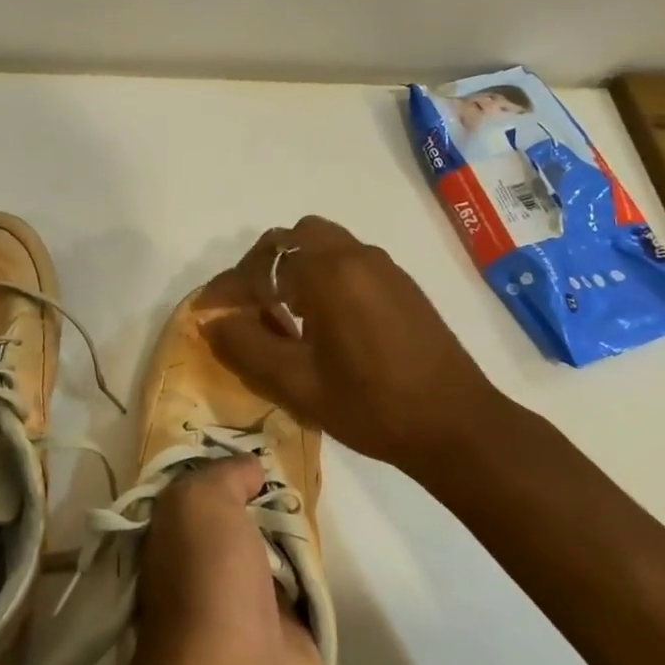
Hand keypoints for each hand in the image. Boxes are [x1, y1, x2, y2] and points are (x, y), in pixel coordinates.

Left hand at [126, 456, 325, 664]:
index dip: (227, 465)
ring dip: (298, 528)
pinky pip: (307, 585)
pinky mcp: (290, 633)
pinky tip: (335, 541)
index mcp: (176, 535)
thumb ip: (224, 476)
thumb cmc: (208, 584)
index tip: (261, 441)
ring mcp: (250, 600)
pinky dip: (319, 568)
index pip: (201, 488)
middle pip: (244, 514)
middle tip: (304, 463)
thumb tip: (251, 468)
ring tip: (326, 490)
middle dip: (270, 493)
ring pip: (277, 547)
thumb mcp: (202, 504)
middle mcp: (207, 562)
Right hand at [202, 216, 513, 472]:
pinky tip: (322, 321)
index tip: (207, 313)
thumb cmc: (371, 406)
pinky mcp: (402, 284)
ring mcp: (384, 267)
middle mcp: (356, 256)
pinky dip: (322, 276)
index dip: (227, 289)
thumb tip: (213, 321)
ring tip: (284, 315)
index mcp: (328, 273)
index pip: (261, 264)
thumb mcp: (296, 384)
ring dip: (294, 270)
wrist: (457, 426)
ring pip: (323, 245)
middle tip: (249, 308)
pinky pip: (348, 261)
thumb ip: (246, 346)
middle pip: (293, 239)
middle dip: (263, 268)